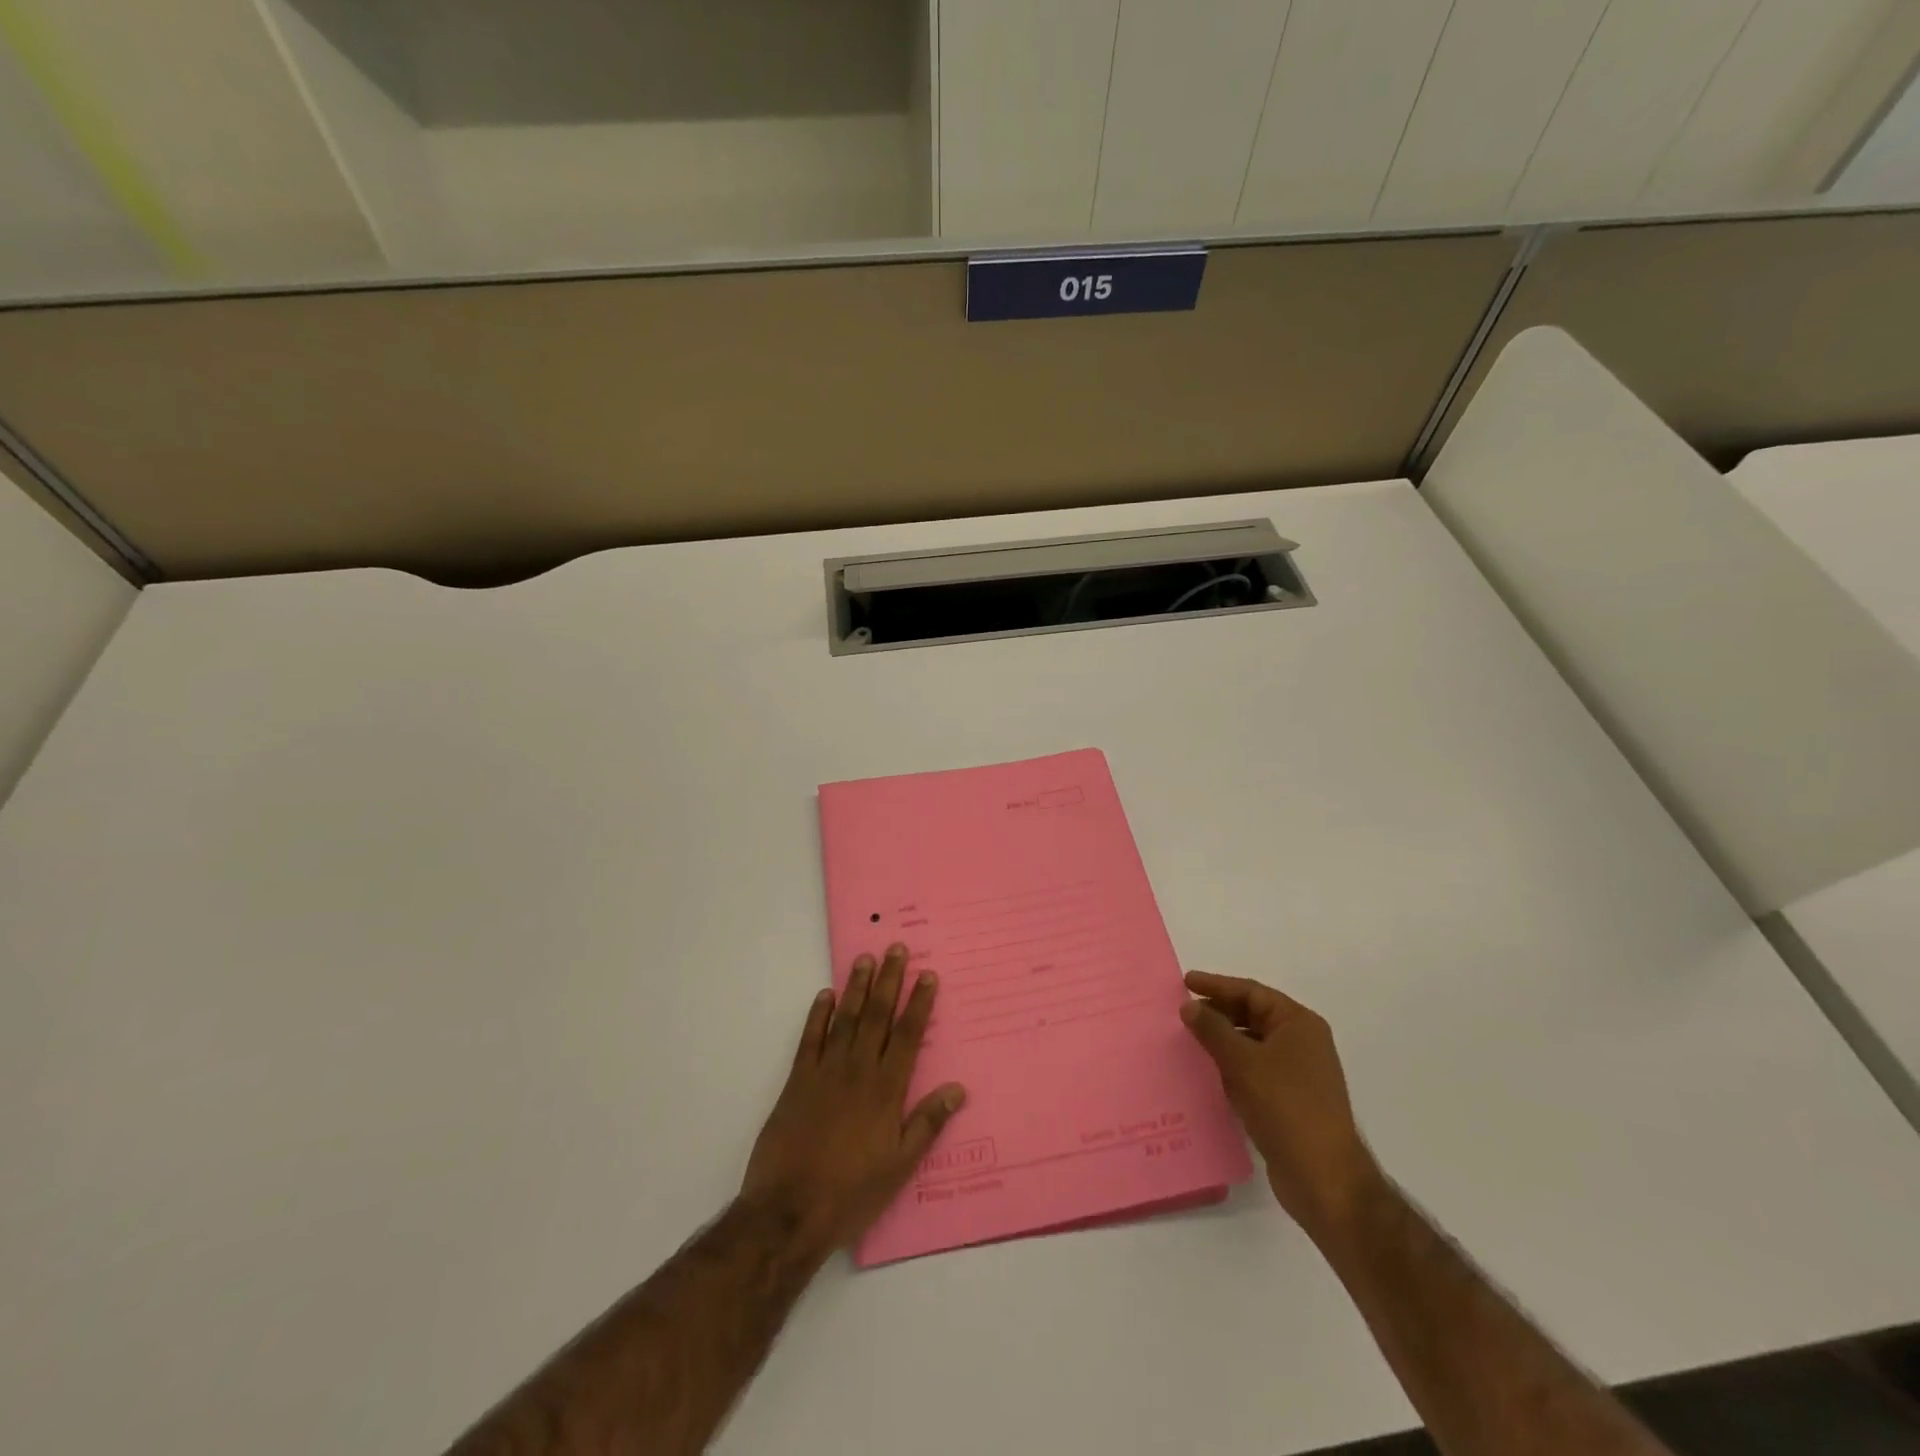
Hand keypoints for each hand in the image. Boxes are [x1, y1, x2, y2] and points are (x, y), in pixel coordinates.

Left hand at [741, 944, 966, 1254]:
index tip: (927, 975)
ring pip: (846, 1019)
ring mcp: (825, 1072)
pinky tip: (826, 995)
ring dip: (857, 987)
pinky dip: (818, 1015)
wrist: (788, 1211)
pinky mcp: (797, 1081)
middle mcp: (858, 1071)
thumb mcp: (899, 1166)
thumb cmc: (851, 1193)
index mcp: (886, 1090)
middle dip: (890, 981)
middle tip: (896, 949)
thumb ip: (927, 1123)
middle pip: (878, 1016)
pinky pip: (810, 1039)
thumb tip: (957, 1089)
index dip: (919, 1004)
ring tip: (866, 959)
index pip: (908, 1036)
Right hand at [1180, 972, 1382, 1241]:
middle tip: (1182, 1012)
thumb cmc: (1286, 1107)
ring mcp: (1298, 1074)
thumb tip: (1188, 1005)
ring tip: (1188, 1039)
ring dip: (1222, 1041)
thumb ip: (1212, 1029)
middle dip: (1218, 1013)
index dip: (1216, 985)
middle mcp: (1302, 1043)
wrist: (1323, 1178)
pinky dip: (1231, 1067)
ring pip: (1252, 1045)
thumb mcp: (1243, 1062)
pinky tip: (1207, 1072)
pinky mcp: (1289, 1101)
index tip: (1184, 982)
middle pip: (1253, 1016)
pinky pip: (1254, 1071)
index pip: (1252, 992)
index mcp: (1299, 1024)